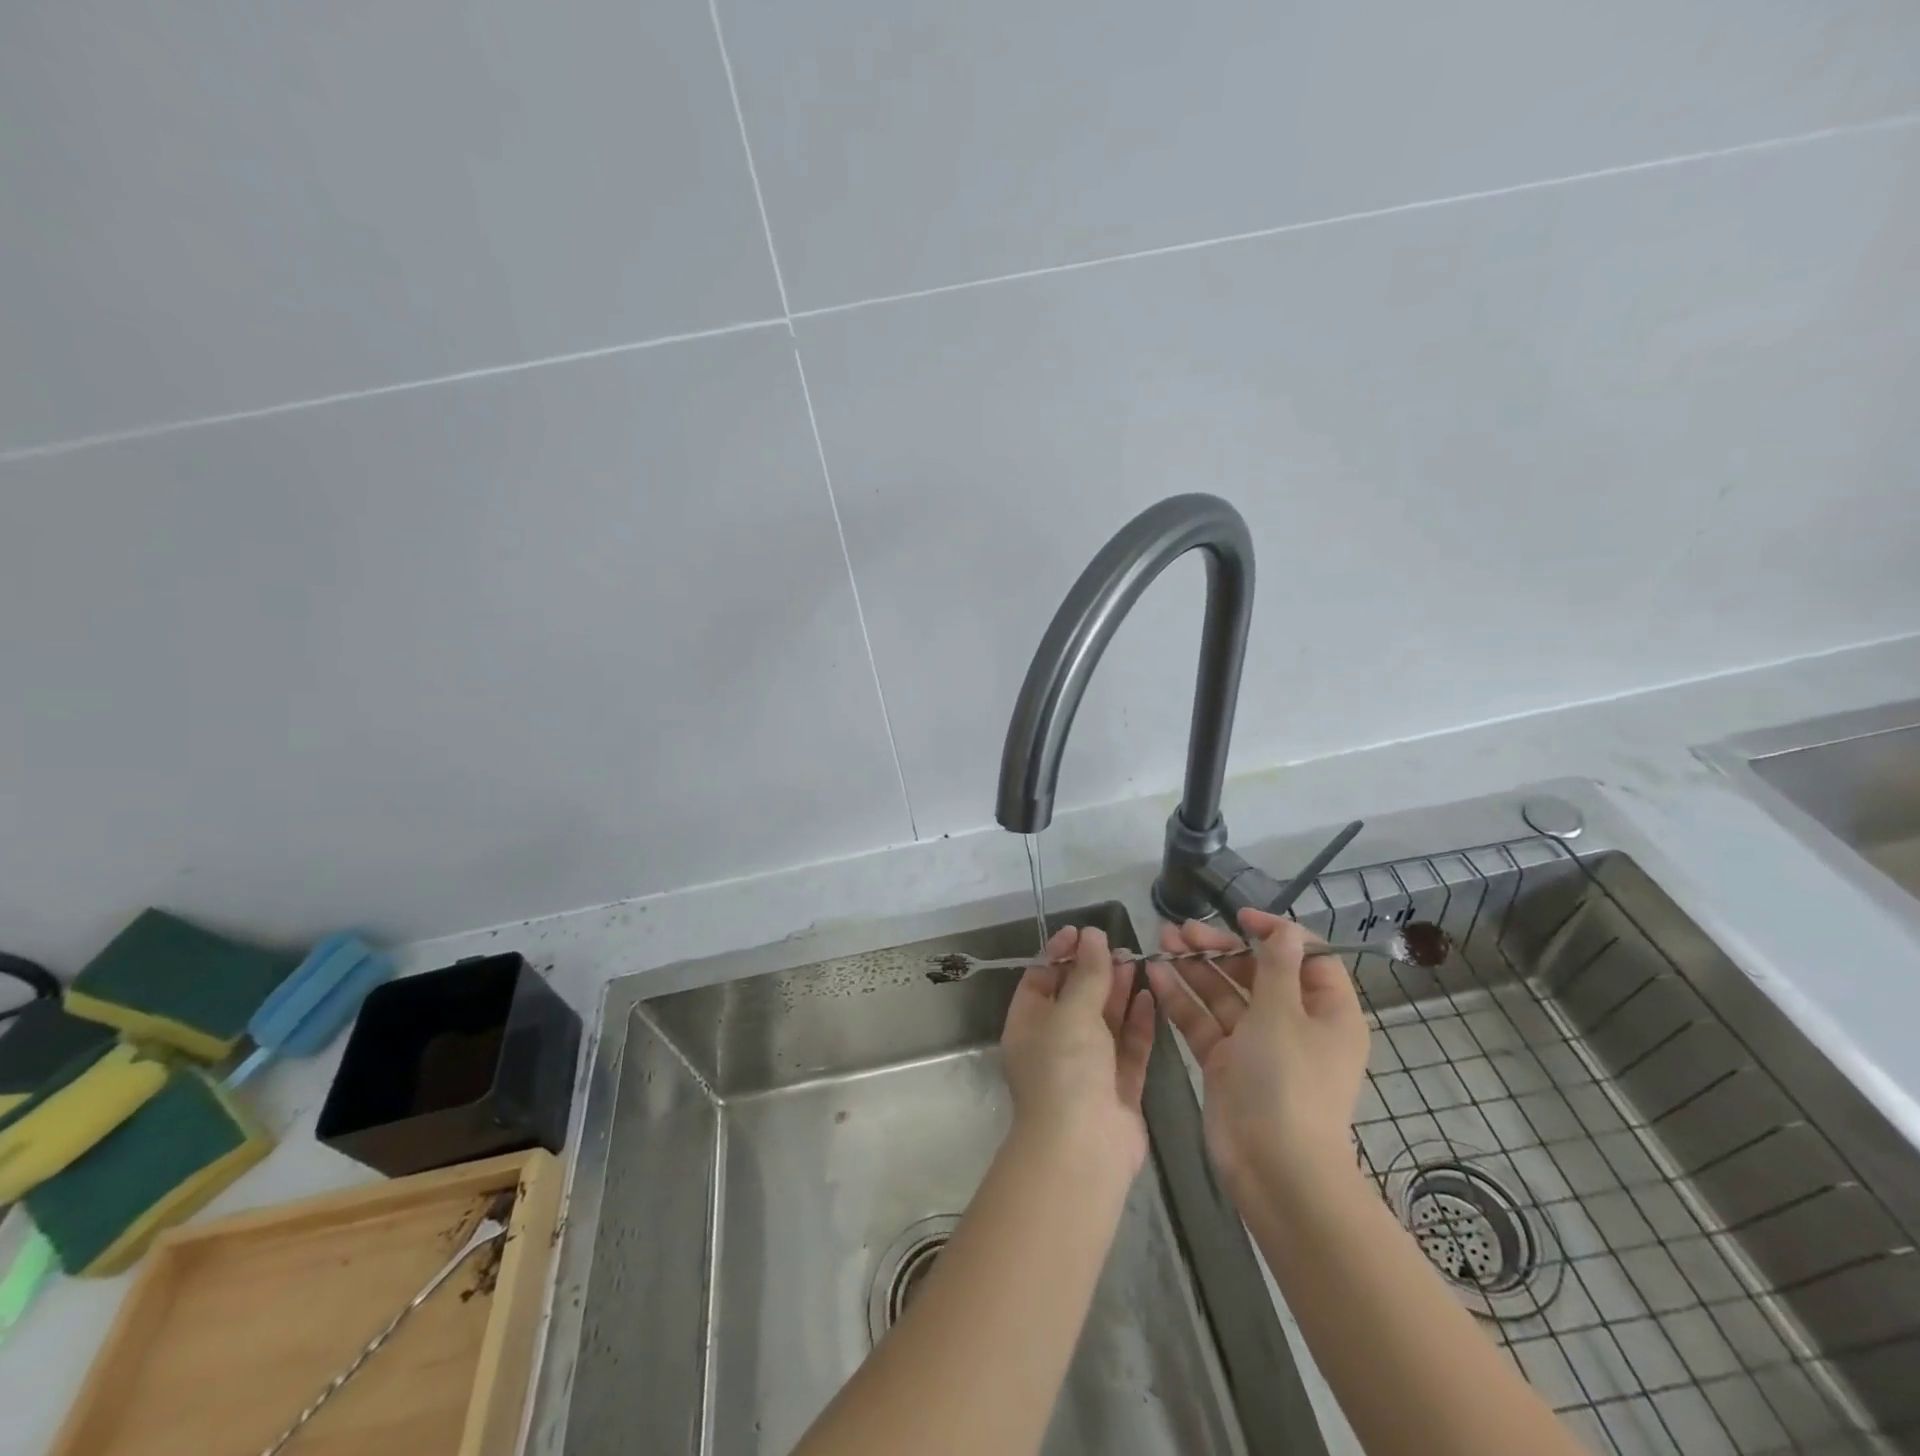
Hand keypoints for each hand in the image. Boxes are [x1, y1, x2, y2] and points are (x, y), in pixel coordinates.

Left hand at [999, 925, 1155, 1175]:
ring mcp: (1087, 1069)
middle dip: (1095, 972)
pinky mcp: (1118, 1090)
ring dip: (1119, 993)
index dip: (1059, 953)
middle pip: (1075, 999)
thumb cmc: (1065, 1069)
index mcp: (1027, 1026)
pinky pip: (1128, 1049)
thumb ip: (1086, 973)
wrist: (1083, 1149)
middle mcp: (1054, 1045)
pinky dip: (1137, 1024)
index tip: (1083, 932)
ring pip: (1104, 1023)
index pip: (1040, 979)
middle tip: (1120, 946)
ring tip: (1138, 963)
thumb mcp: (1072, 1012)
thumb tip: (1092, 935)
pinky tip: (1151, 997)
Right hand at [1144, 909, 1368, 1202]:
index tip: (1239, 916)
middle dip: (1220, 948)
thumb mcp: (1283, 1014)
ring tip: (1161, 940)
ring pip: (1225, 995)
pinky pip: (1204, 1022)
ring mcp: (1257, 1045)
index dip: (1275, 933)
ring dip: (1195, 968)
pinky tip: (1156, 975)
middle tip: (1181, 930)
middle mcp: (1293, 1024)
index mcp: (1326, 1012)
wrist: (1274, 1168)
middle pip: (1256, 973)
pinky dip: (1182, 999)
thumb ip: (1276, 966)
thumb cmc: (1288, 1081)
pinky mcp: (1226, 1063)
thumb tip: (1285, 929)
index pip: (1306, 958)